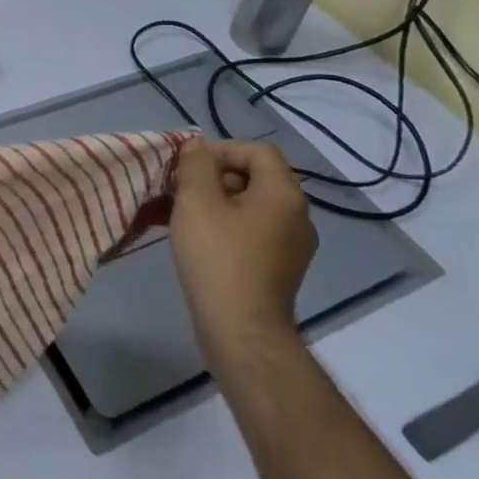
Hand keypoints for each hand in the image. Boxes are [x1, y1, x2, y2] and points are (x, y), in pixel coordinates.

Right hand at [168, 138, 316, 363]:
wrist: (241, 332)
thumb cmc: (218, 258)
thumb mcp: (196, 200)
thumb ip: (196, 164)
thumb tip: (198, 147)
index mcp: (284, 194)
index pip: (258, 151)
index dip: (222, 150)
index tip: (190, 167)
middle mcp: (297, 216)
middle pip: (255, 177)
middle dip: (215, 176)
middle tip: (182, 190)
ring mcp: (292, 247)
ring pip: (251, 206)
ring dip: (217, 203)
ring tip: (183, 216)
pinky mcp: (280, 270)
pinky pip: (253, 232)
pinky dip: (226, 227)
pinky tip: (198, 241)